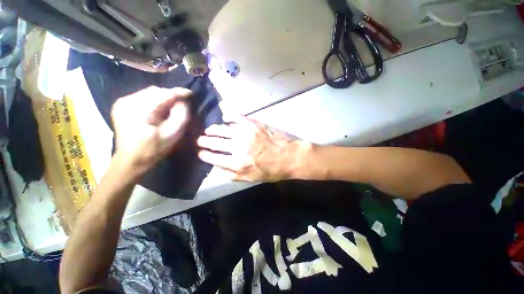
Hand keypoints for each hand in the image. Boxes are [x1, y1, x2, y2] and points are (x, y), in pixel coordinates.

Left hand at [111, 87, 191, 171]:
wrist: (131, 159)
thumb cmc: (154, 149)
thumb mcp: (173, 134)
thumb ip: (181, 116)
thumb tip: (183, 101)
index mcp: (140, 111)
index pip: (163, 94)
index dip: (179, 93)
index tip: (190, 93)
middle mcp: (128, 102)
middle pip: (156, 91)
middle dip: (170, 97)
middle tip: (179, 106)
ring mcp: (122, 102)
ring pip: (149, 92)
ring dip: (162, 99)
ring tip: (168, 110)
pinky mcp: (121, 105)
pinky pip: (142, 96)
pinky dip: (154, 101)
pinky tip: (157, 111)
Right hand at [197, 116, 311, 181]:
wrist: (290, 156)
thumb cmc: (272, 170)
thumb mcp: (252, 178)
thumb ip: (233, 175)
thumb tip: (218, 167)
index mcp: (237, 164)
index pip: (214, 158)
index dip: (204, 155)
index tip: (200, 153)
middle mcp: (238, 148)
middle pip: (215, 142)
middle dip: (204, 141)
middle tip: (200, 140)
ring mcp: (245, 134)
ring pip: (222, 129)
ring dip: (212, 130)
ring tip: (208, 130)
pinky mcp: (253, 124)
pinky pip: (235, 117)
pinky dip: (227, 116)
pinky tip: (224, 118)